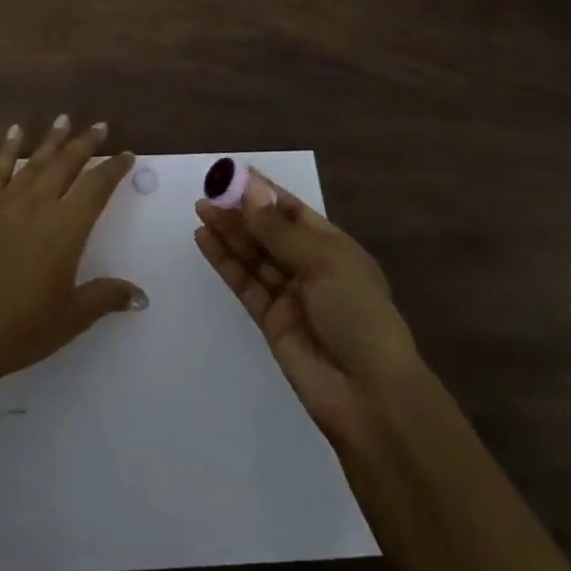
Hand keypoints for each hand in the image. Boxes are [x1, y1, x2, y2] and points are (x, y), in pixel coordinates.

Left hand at [0, 116, 145, 379]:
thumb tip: (141, 297)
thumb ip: (106, 297)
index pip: (97, 188)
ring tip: (65, 119)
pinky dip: (7, 148)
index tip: (126, 155)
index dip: (114, 169)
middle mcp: (39, 205)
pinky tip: (15, 131)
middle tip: (100, 126)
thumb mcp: (72, 317)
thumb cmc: (24, 326)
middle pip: (67, 164)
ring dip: (52, 139)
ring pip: (34, 161)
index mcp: (67, 229)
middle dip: (86, 143)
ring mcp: (7, 202)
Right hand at [194, 169, 421, 450]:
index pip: (293, 211)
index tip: (232, 174)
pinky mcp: (270, 320)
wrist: (369, 396)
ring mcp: (290, 295)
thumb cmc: (357, 316)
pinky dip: (224, 261)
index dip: (263, 192)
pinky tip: (204, 240)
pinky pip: (244, 282)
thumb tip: (250, 190)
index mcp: (334, 248)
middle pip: (269, 232)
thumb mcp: (323, 263)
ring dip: (228, 233)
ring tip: (200, 211)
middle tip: (207, 192)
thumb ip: (278, 230)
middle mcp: (311, 267)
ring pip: (253, 255)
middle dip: (240, 212)